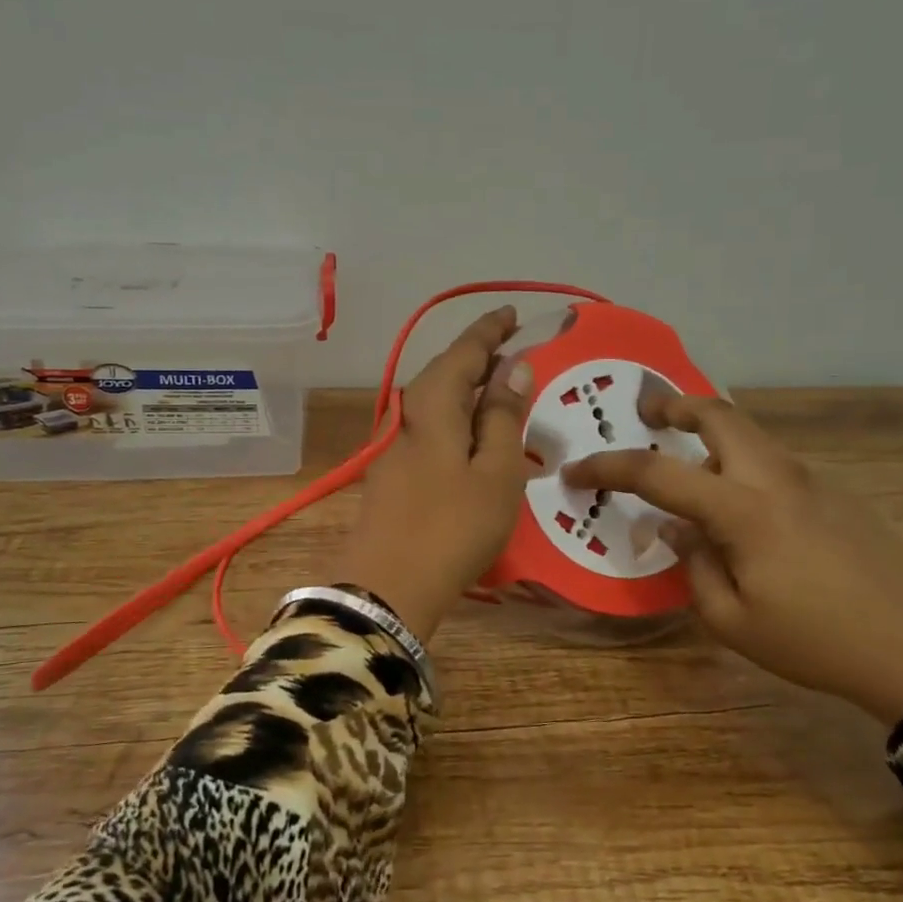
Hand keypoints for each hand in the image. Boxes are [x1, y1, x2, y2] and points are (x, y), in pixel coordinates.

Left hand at [333, 308, 534, 640]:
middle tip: (515, 352)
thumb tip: (513, 366)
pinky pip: (431, 430)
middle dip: (479, 358)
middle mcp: (408, 416)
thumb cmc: (454, 527)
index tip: (513, 313)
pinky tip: (475, 438)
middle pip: (445, 374)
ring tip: (502, 392)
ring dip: (468, 391)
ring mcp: (395, 447)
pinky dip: (457, 421)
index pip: (463, 351)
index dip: (489, 330)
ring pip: (437, 403)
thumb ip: (502, 416)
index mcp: (433, 405)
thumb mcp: (495, 472)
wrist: (387, 588)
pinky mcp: (392, 474)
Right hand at [564, 391, 902, 725]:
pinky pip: (774, 461)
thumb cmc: (816, 642)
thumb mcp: (732, 621)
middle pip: (719, 414)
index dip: (609, 467)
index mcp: (743, 509)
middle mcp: (776, 478)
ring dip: (709, 431)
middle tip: (646, 413)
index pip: (658, 472)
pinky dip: (741, 461)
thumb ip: (692, 566)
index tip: (576, 471)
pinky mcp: (837, 492)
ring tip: (685, 457)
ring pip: (749, 434)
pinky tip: (739, 503)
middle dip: (675, 403)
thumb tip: (675, 529)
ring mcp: (812, 479)